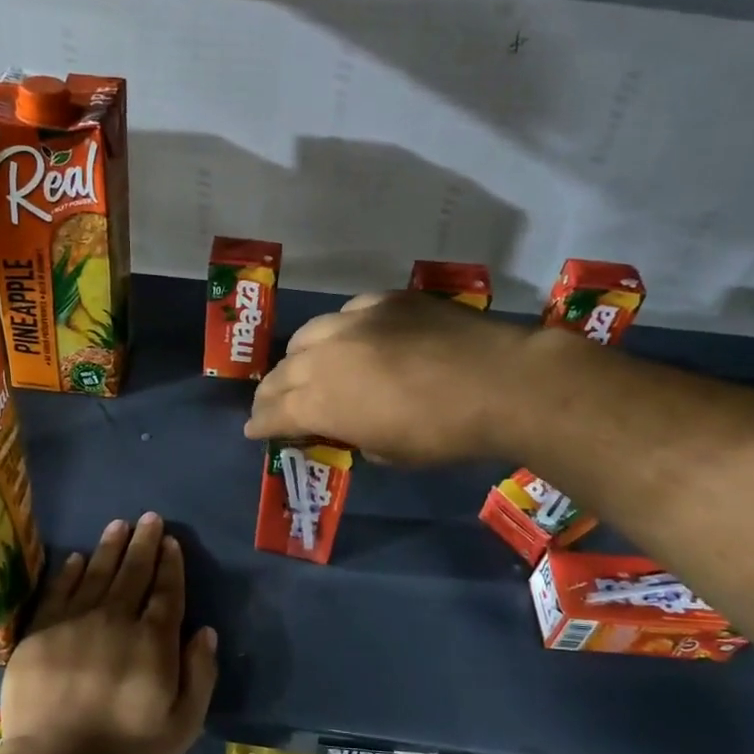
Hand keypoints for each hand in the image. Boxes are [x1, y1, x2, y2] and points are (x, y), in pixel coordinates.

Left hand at [0, 513, 218, 753]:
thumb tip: (204, 631)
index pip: (166, 592)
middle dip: (144, 544)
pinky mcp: (41, 633)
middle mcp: (116, 620)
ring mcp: (75, 623)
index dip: (170, 565)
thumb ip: (200, 674)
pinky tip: (75, 558)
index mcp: (153, 641)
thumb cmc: (125, 749)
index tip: (171, 541)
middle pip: (133, 574)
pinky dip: (68, 572)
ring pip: (96, 574)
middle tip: (149, 518)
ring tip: (118, 525)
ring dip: (109, 548)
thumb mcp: (183, 724)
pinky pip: (58, 592)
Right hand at [245, 292, 537, 464]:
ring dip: (299, 358)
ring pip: (308, 336)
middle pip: (281, 373)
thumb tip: (348, 426)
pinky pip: (348, 314)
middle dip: (271, 393)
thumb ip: (354, 436)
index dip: (260, 425)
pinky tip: (353, 339)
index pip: (275, 414)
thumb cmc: (443, 434)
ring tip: (304, 368)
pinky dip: (341, 332)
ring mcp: (355, 320)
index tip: (253, 431)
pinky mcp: (385, 300)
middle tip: (270, 405)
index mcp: (322, 402)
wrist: (500, 383)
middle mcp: (326, 356)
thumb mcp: (389, 453)